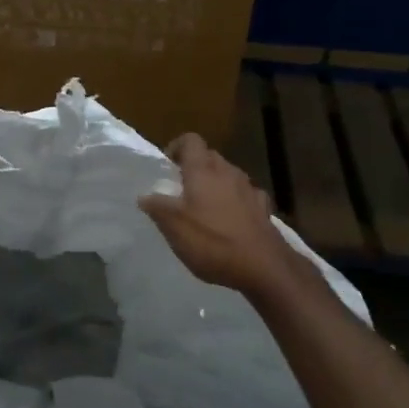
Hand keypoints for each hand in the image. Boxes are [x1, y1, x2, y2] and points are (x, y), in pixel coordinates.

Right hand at [139, 134, 309, 296]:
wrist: (264, 267)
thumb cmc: (213, 241)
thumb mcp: (174, 227)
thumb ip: (157, 207)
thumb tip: (145, 196)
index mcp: (203, 170)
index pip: (190, 140)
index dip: (176, 147)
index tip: (167, 167)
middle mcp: (228, 172)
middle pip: (209, 156)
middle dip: (194, 167)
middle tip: (180, 189)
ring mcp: (249, 189)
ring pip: (228, 175)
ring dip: (215, 184)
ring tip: (203, 208)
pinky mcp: (263, 209)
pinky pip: (245, 196)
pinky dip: (235, 202)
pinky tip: (230, 221)